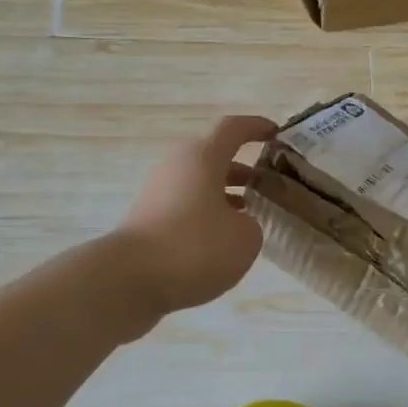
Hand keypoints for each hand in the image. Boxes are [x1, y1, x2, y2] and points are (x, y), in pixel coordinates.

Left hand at [116, 115, 276, 322]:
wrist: (130, 279)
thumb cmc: (195, 247)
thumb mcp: (245, 238)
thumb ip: (251, 223)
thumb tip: (236, 224)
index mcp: (203, 157)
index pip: (233, 129)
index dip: (257, 127)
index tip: (277, 133)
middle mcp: (177, 166)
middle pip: (214, 157)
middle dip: (243, 168)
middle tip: (268, 184)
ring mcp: (158, 191)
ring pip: (200, 183)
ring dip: (226, 193)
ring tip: (250, 213)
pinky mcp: (148, 217)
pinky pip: (186, 205)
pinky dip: (207, 213)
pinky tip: (221, 239)